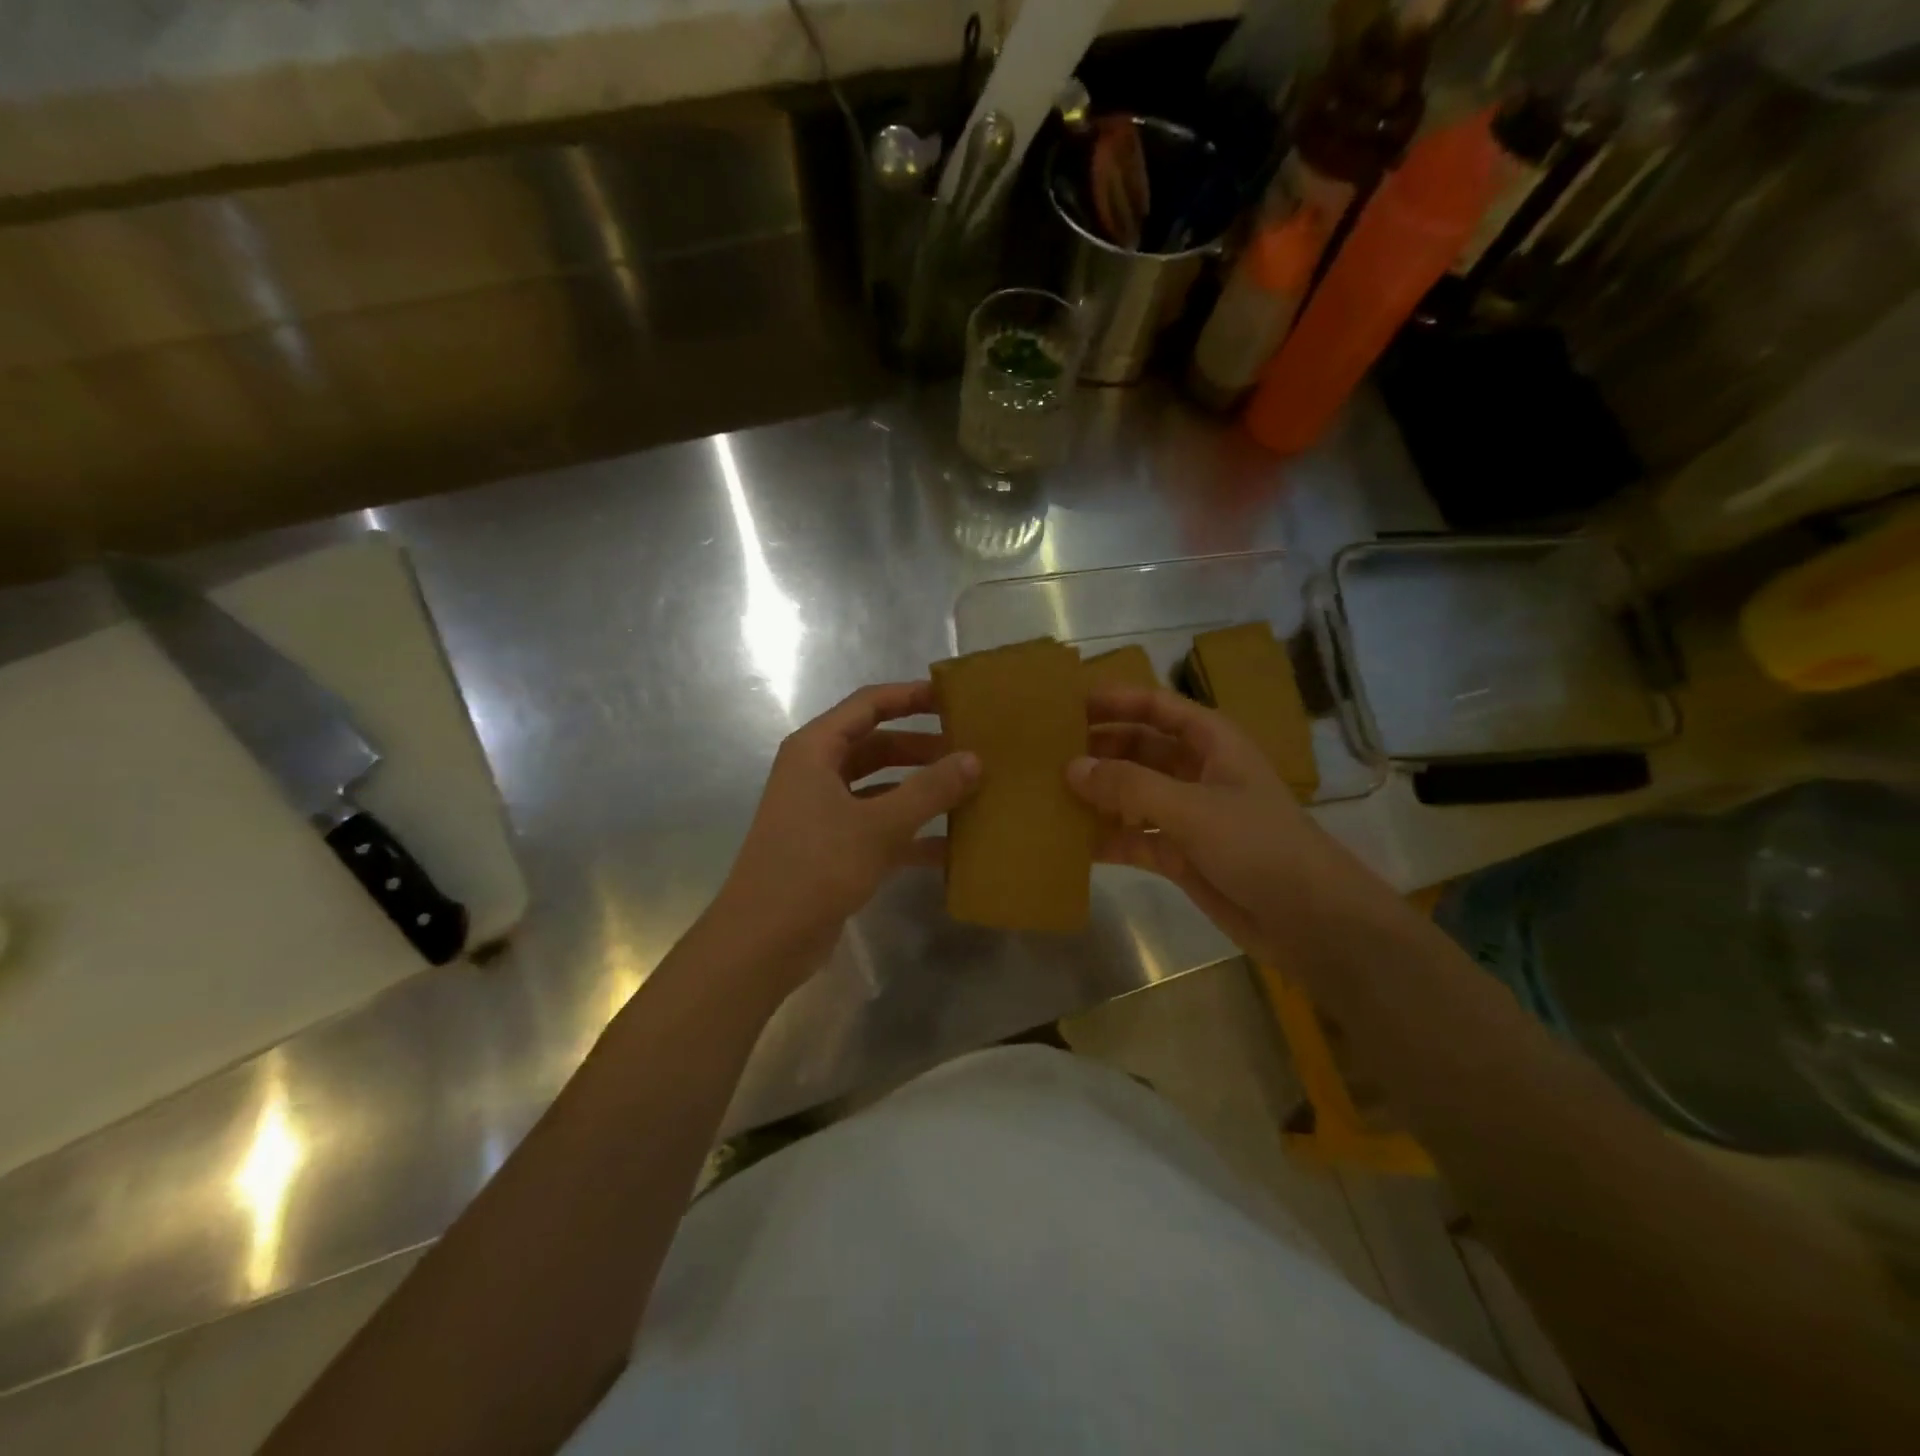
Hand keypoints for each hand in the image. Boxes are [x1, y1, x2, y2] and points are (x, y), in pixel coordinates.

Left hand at [713, 682, 978, 989]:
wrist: (764, 940)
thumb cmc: (815, 867)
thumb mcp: (878, 825)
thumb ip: (929, 790)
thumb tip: (974, 759)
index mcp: (816, 750)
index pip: (869, 704)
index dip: (911, 696)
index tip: (955, 698)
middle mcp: (817, 772)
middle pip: (878, 745)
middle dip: (923, 747)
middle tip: (972, 749)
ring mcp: (825, 811)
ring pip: (882, 787)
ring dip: (921, 790)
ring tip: (971, 791)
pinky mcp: (834, 847)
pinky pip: (880, 826)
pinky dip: (911, 832)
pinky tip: (952, 846)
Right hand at [1067, 685, 1395, 972]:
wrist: (1307, 919)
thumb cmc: (1257, 845)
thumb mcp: (1191, 808)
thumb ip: (1129, 786)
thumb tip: (1071, 768)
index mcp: (1211, 742)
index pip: (1156, 706)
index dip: (1115, 700)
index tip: (1068, 704)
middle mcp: (1196, 771)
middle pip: (1138, 748)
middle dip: (1098, 748)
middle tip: (1046, 753)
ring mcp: (1187, 814)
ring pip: (1131, 793)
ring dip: (1097, 793)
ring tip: (1047, 793)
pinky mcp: (1179, 853)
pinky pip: (1133, 837)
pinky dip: (1106, 837)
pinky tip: (1069, 842)